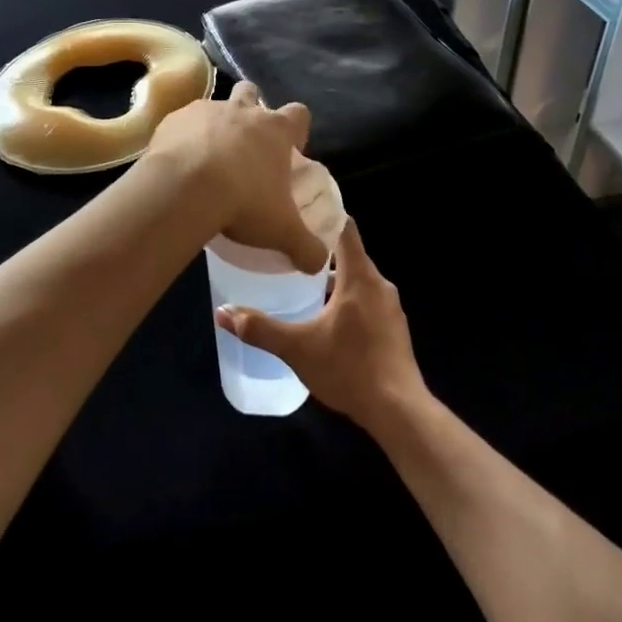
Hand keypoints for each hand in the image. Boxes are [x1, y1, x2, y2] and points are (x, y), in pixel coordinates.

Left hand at [142, 81, 328, 272]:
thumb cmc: (243, 202)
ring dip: (215, 125)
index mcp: (275, 130)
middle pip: (252, 94)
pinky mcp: (173, 120)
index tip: (290, 148)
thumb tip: (319, 264)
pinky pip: (182, 124)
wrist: (184, 189)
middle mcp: (243, 111)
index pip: (298, 114)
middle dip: (252, 109)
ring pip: (215, 106)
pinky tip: (179, 164)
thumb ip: (306, 247)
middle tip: (246, 144)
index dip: (296, 128)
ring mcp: (205, 111)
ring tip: (208, 156)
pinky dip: (183, 138)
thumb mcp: (282, 231)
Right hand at [215, 219, 424, 431]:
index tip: (299, 211)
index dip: (324, 215)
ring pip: (357, 280)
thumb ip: (260, 329)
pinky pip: (367, 301)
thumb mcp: (298, 348)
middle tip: (288, 249)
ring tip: (300, 283)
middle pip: (349, 254)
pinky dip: (346, 300)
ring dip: (332, 279)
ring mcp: (390, 307)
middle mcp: (379, 284)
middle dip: (320, 250)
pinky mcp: (393, 328)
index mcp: (360, 276)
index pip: (345, 227)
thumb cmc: (349, 368)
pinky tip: (326, 318)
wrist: (399, 410)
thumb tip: (222, 313)